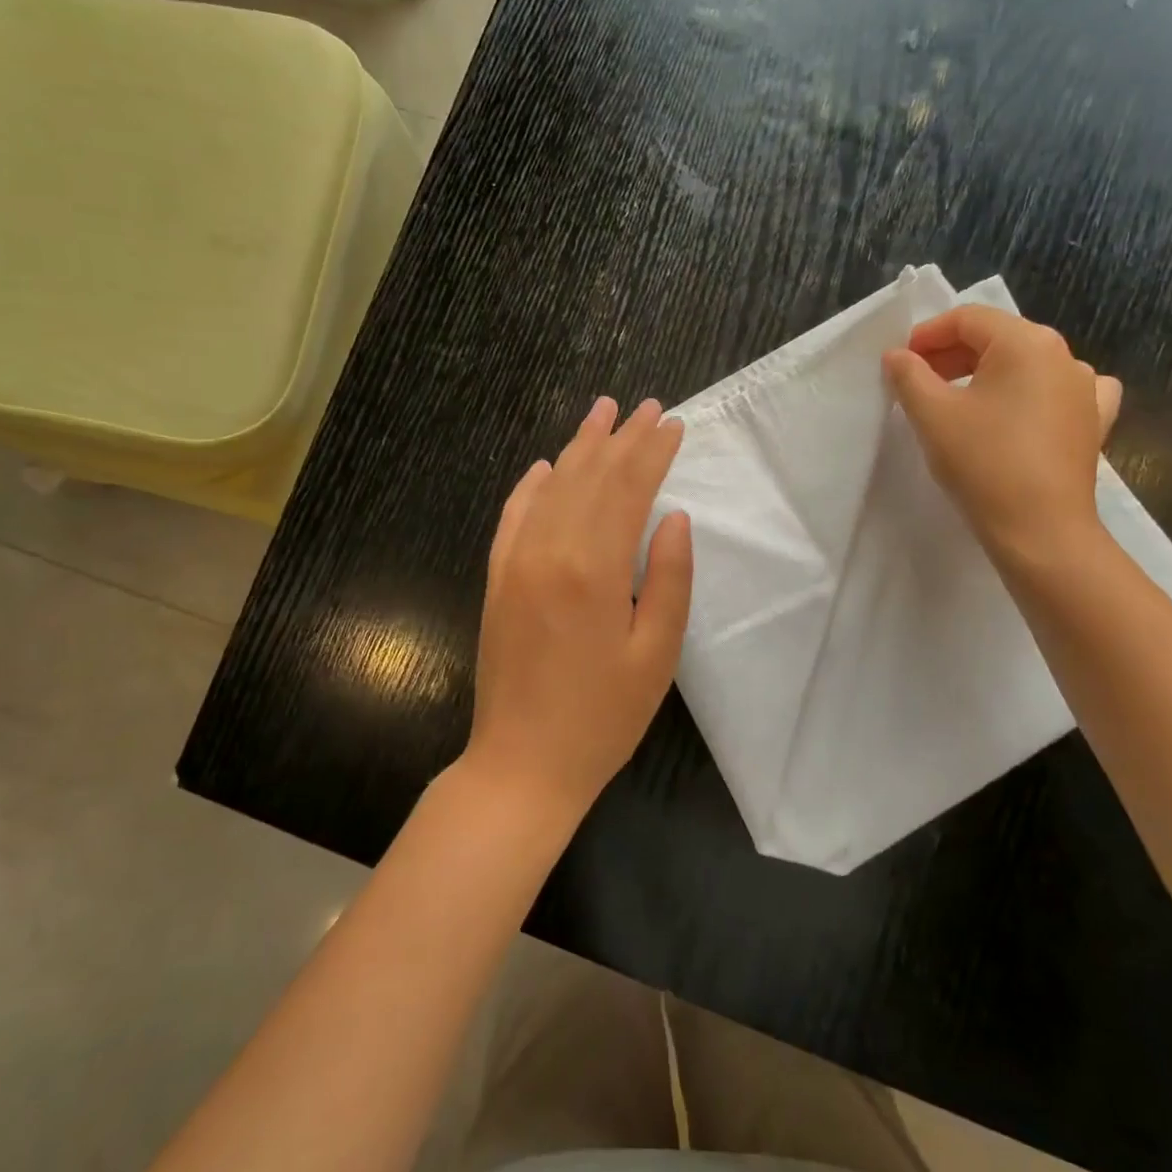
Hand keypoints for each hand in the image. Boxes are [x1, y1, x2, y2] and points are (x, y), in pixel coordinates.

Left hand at [462, 397, 693, 821]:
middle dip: (620, 438)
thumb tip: (674, 516)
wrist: (521, 764)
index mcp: (595, 568)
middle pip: (590, 477)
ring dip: (579, 448)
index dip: (651, 452)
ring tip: (601, 413)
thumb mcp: (656, 655)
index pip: (628, 489)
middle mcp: (549, 550)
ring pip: (552, 487)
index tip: (671, 423)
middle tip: (643, 406)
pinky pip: (513, 516)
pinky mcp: (496, 579)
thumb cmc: (602, 718)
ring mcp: (515, 562)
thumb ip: (670, 579)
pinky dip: (531, 486)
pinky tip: (545, 466)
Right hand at [882, 305, 1121, 563]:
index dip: (927, 334)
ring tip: (958, 400)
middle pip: (998, 338)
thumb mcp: (931, 414)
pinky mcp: (1093, 421)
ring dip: (987, 373)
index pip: (968, 319)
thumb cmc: (982, 462)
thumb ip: (908, 375)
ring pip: (1026, 364)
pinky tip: (1022, 409)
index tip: (900, 362)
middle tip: (918, 381)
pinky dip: (1032, 392)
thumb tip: (897, 355)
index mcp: (1026, 342)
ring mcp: (1085, 388)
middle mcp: (1063, 355)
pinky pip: (1059, 391)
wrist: (1040, 530)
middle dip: (952, 354)